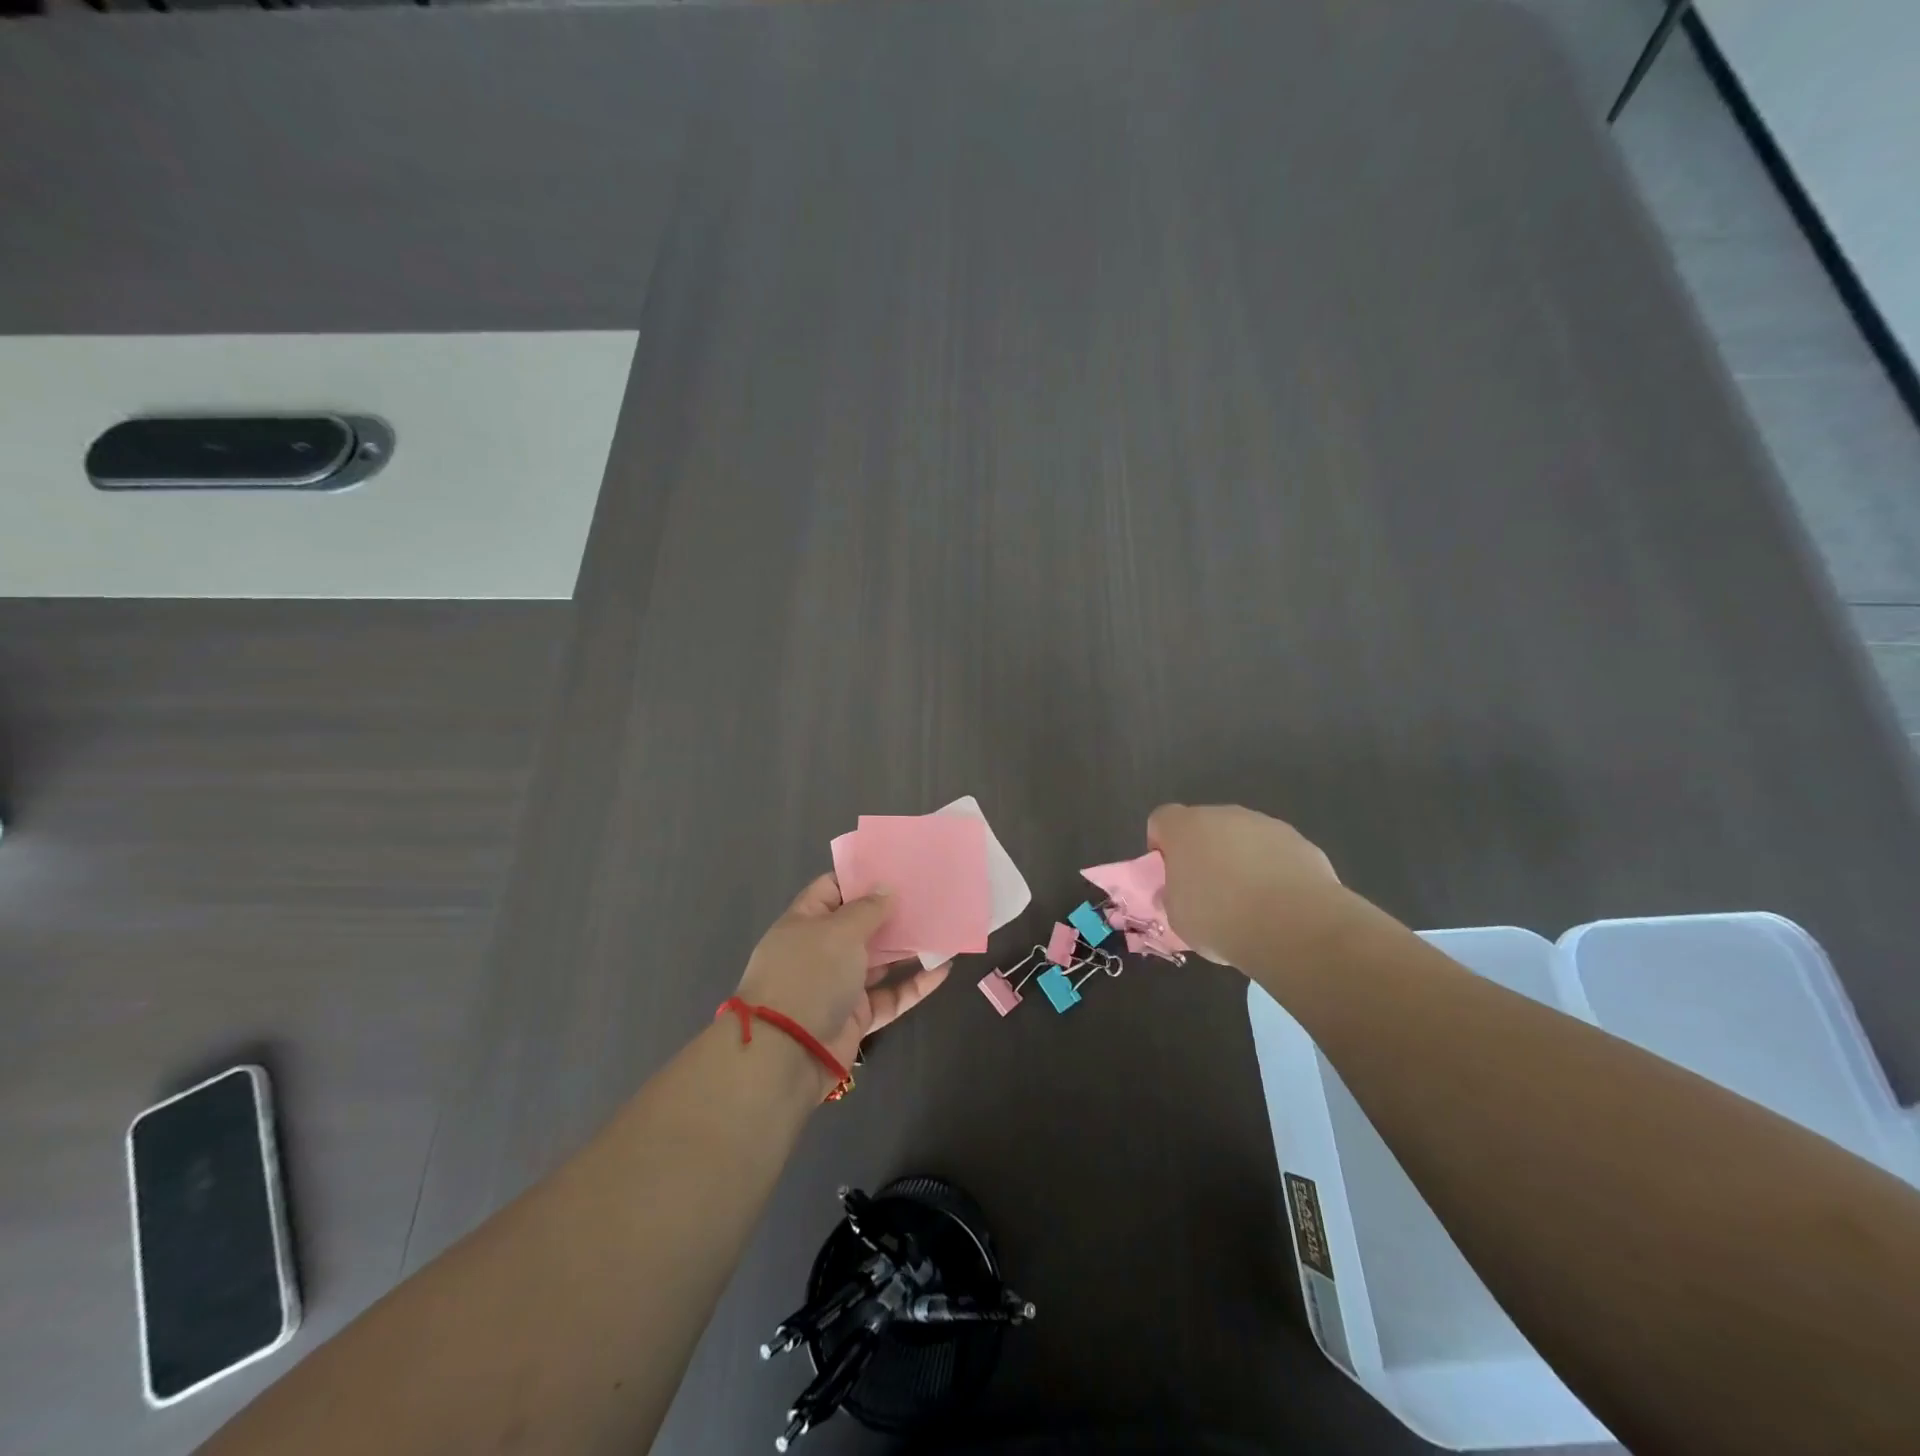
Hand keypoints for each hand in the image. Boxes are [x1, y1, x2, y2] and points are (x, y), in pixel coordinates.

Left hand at [734, 874, 951, 1072]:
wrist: (786, 1053)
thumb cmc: (810, 975)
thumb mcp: (839, 932)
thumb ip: (867, 909)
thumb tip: (886, 890)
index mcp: (805, 922)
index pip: (832, 889)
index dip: (862, 878)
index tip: (896, 868)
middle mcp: (820, 950)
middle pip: (860, 925)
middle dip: (892, 912)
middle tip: (929, 896)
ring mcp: (838, 985)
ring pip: (879, 960)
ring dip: (908, 947)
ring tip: (942, 928)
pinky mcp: (856, 1017)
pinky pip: (890, 995)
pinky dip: (915, 984)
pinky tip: (943, 970)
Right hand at [1147, 803, 1352, 966]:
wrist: (1294, 926)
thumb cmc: (1221, 919)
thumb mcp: (1178, 917)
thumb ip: (1173, 895)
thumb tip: (1178, 890)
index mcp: (1185, 828)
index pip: (1161, 820)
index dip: (1162, 845)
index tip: (1170, 874)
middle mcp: (1224, 815)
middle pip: (1204, 826)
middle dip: (1203, 851)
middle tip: (1208, 890)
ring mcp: (1265, 825)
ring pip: (1242, 837)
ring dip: (1239, 859)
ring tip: (1249, 901)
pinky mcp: (1299, 841)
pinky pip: (1274, 852)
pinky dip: (1272, 869)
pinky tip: (1278, 902)